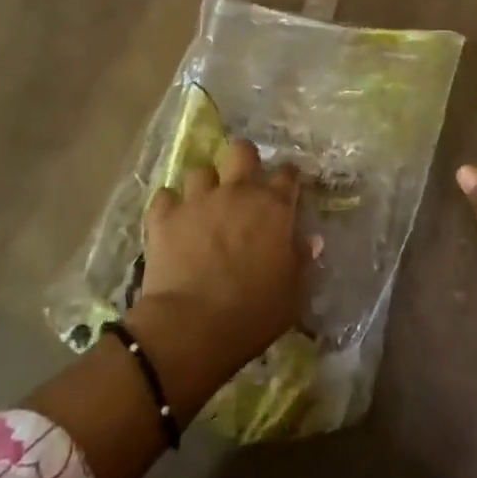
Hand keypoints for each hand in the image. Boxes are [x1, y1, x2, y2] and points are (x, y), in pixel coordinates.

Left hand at [135, 138, 303, 380]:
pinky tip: (172, 220)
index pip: (288, 174)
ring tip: (203, 204)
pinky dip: (169, 205)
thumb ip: (302, 261)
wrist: (192, 326)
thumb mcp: (292, 294)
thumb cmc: (252, 313)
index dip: (288, 178)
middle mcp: (237, 191)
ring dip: (203, 185)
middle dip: (243, 160)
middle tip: (242, 183)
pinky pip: (164, 196)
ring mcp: (198, 200)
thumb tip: (311, 240)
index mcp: (273, 207)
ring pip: (200, 170)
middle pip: (241, 151)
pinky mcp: (164, 216)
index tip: (287, 189)